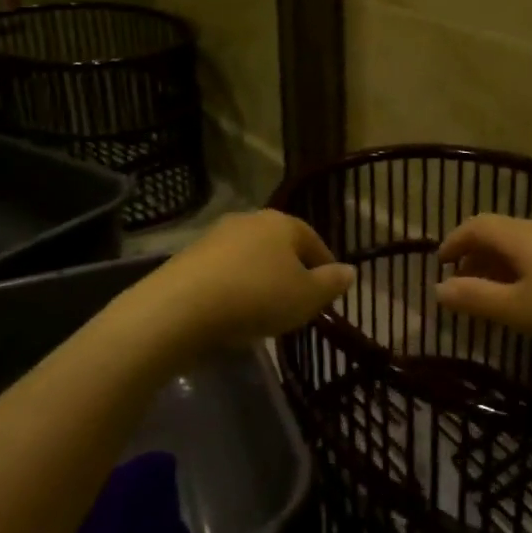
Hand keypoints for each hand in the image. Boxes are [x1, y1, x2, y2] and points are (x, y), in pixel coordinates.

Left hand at [144, 211, 354, 349]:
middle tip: (298, 300)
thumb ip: (330, 283)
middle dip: (291, 270)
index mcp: (282, 223)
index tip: (330, 289)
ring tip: (265, 310)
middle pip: (279, 246)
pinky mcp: (188, 258)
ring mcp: (215, 237)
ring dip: (260, 279)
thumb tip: (350, 271)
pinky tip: (233, 312)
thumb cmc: (257, 297)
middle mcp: (249, 220)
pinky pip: (224, 272)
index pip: (312, 240)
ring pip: (250, 258)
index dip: (325, 264)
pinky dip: (234, 288)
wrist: (181, 308)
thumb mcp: (306, 297)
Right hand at [434, 215, 531, 346]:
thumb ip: (477, 299)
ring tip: (497, 293)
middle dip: (475, 255)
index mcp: (519, 236)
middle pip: (499, 232)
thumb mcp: (519, 310)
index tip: (440, 264)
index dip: (454, 241)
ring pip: (522, 243)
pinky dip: (524, 267)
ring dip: (501, 263)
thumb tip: (439, 289)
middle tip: (465, 284)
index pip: (475, 225)